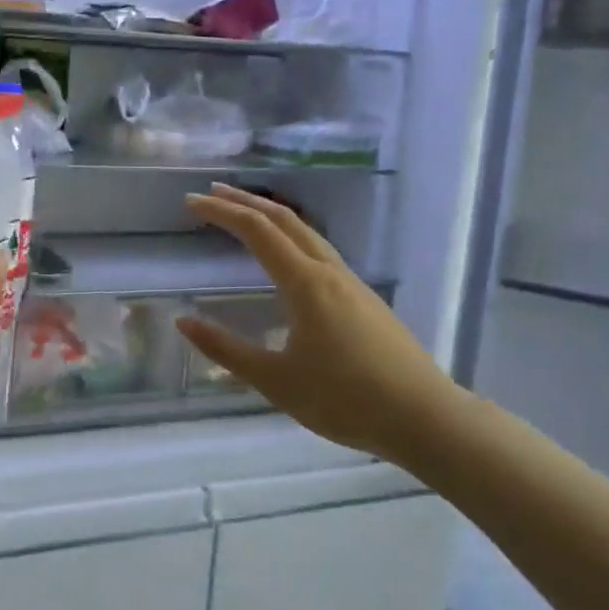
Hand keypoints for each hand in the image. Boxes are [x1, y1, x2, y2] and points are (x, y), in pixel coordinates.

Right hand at [178, 184, 469, 464]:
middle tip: (212, 192)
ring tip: (244, 215)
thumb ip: (226, 349)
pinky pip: (320, 250)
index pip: (257, 230)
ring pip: (306, 232)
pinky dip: (291, 237)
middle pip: (284, 219)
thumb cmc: (345, 399)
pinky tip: (286, 258)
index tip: (191, 201)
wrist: (424, 417)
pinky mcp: (365, 298)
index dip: (222, 211)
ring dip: (271, 217)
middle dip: (246, 201)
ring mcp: (352, 283)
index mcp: (306, 283)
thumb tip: (183, 321)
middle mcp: (329, 271)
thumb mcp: (276, 380)